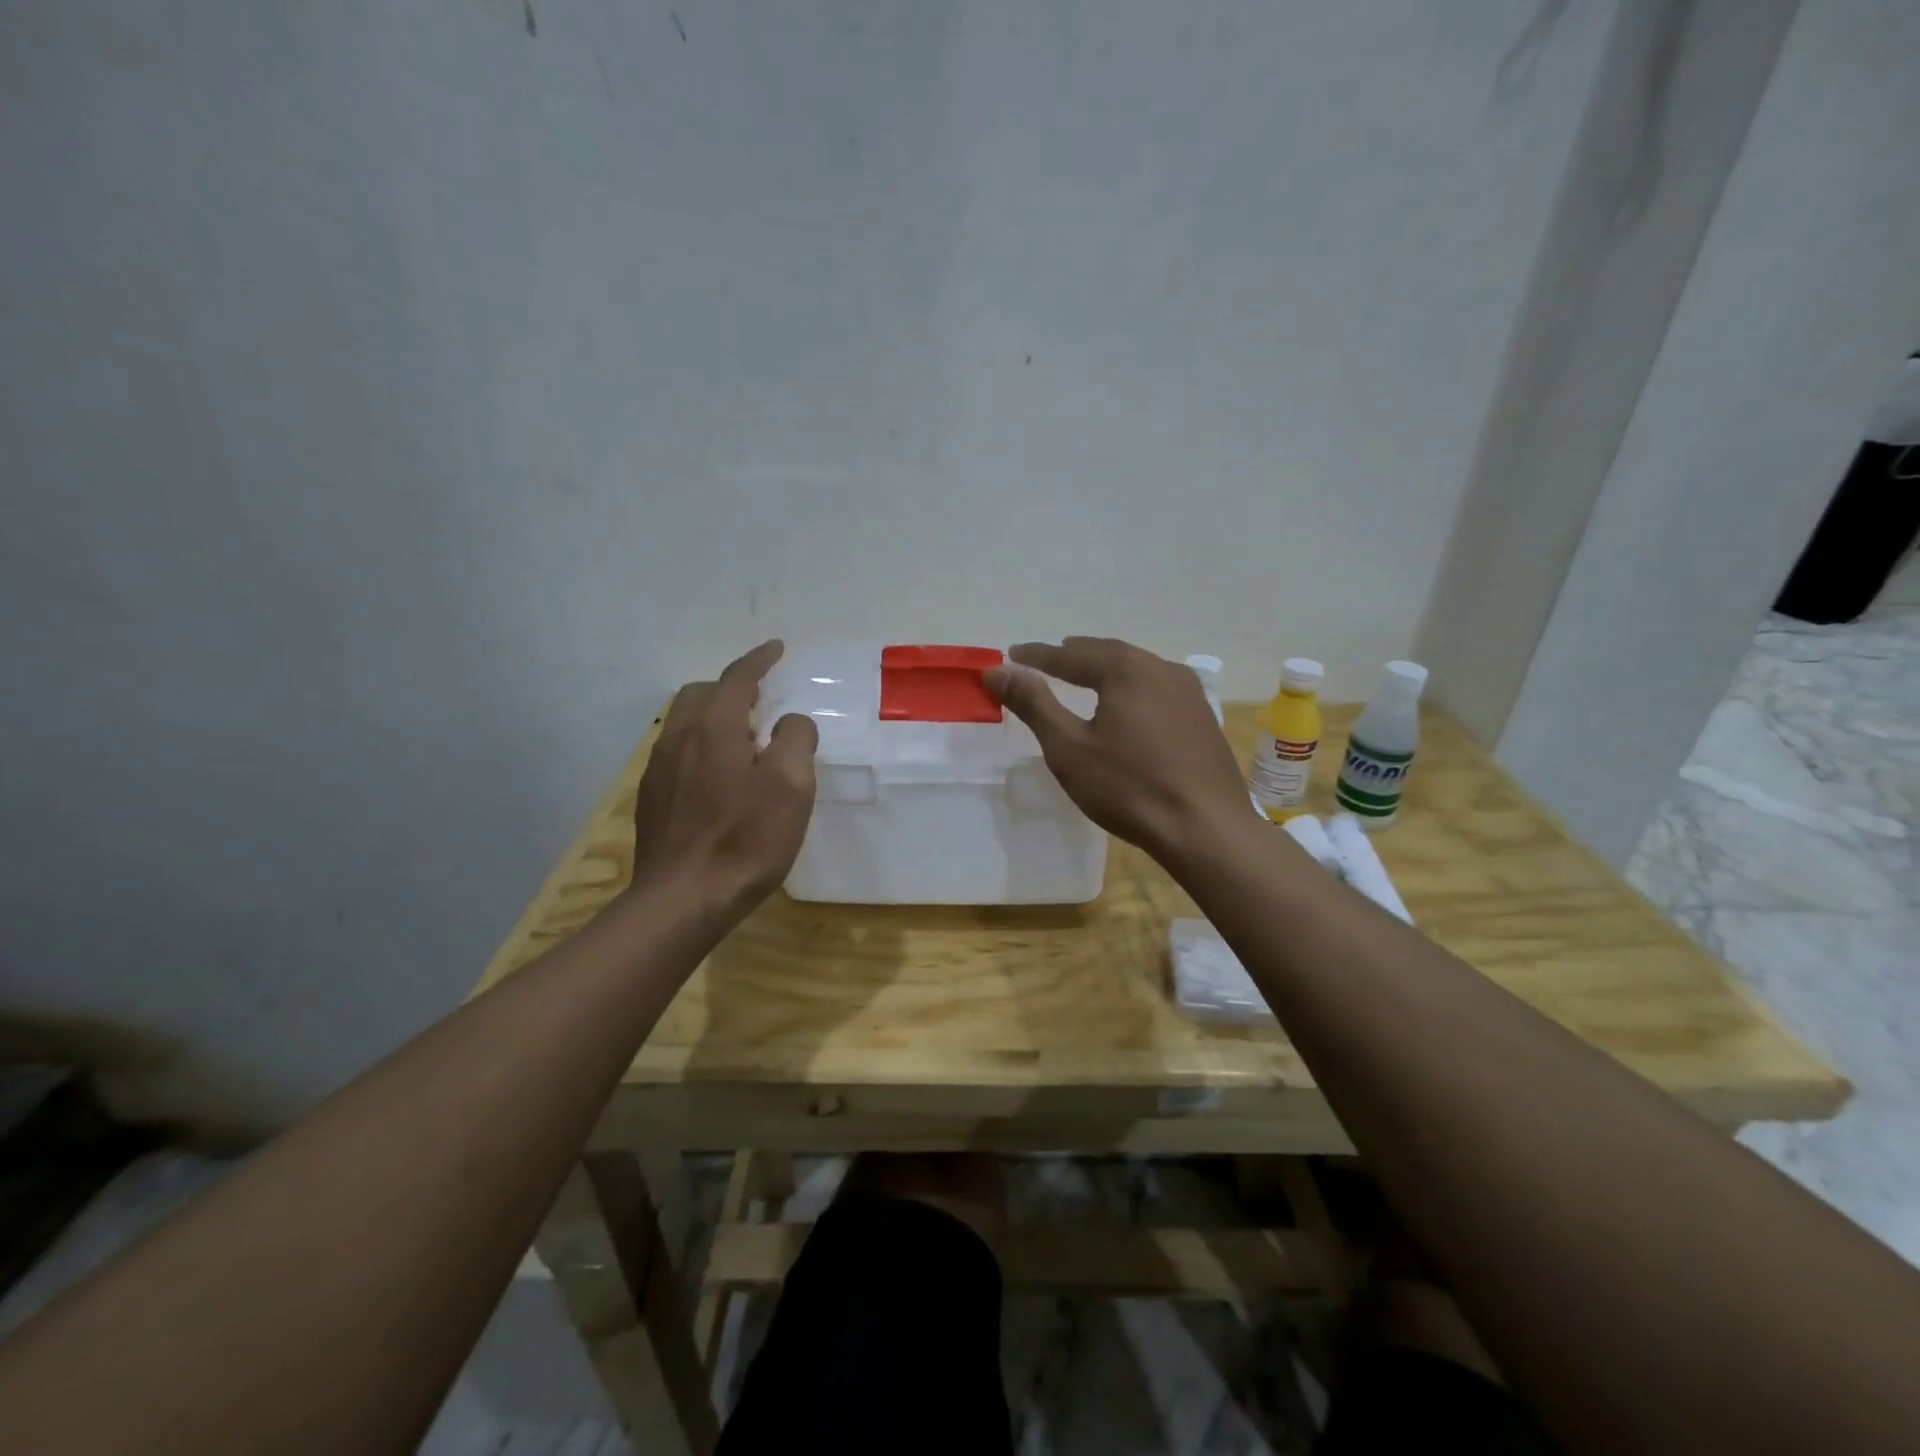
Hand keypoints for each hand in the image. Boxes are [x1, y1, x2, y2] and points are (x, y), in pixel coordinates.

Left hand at [630, 640, 817, 921]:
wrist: (683, 900)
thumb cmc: (745, 840)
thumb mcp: (791, 786)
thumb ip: (796, 740)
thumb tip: (790, 724)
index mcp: (714, 727)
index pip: (738, 677)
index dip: (759, 659)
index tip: (776, 648)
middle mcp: (679, 738)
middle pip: (701, 694)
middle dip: (731, 688)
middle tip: (762, 703)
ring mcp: (659, 770)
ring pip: (685, 724)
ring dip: (715, 718)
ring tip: (744, 741)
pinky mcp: (651, 799)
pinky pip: (677, 753)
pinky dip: (701, 747)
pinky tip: (718, 779)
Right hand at [985, 637, 1250, 866]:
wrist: (1206, 829)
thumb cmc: (1129, 788)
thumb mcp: (1069, 748)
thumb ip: (1033, 704)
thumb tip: (997, 670)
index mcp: (1126, 670)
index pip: (1070, 655)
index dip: (1037, 656)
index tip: (1011, 654)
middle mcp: (1161, 669)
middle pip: (1108, 653)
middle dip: (1074, 655)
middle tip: (1048, 659)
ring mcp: (1188, 692)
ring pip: (1137, 668)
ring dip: (1105, 668)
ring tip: (1083, 674)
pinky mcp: (1202, 717)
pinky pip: (1157, 688)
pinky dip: (1130, 686)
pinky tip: (1126, 704)